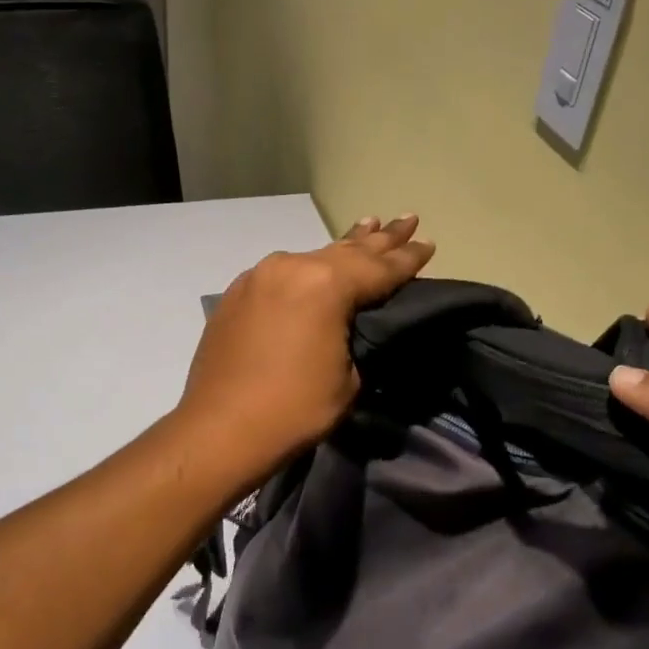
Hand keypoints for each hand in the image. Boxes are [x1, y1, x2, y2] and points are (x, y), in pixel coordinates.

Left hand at [177, 216, 435, 481]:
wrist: (220, 429)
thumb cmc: (295, 408)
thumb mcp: (348, 378)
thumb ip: (354, 336)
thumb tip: (348, 324)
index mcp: (325, 285)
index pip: (379, 267)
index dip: (407, 257)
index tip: (428, 242)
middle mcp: (291, 267)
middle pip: (346, 250)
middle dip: (380, 238)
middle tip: (407, 219)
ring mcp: (259, 277)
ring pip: (312, 257)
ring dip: (342, 246)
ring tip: (368, 225)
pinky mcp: (237, 294)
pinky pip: (283, 273)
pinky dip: (307, 268)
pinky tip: (315, 265)